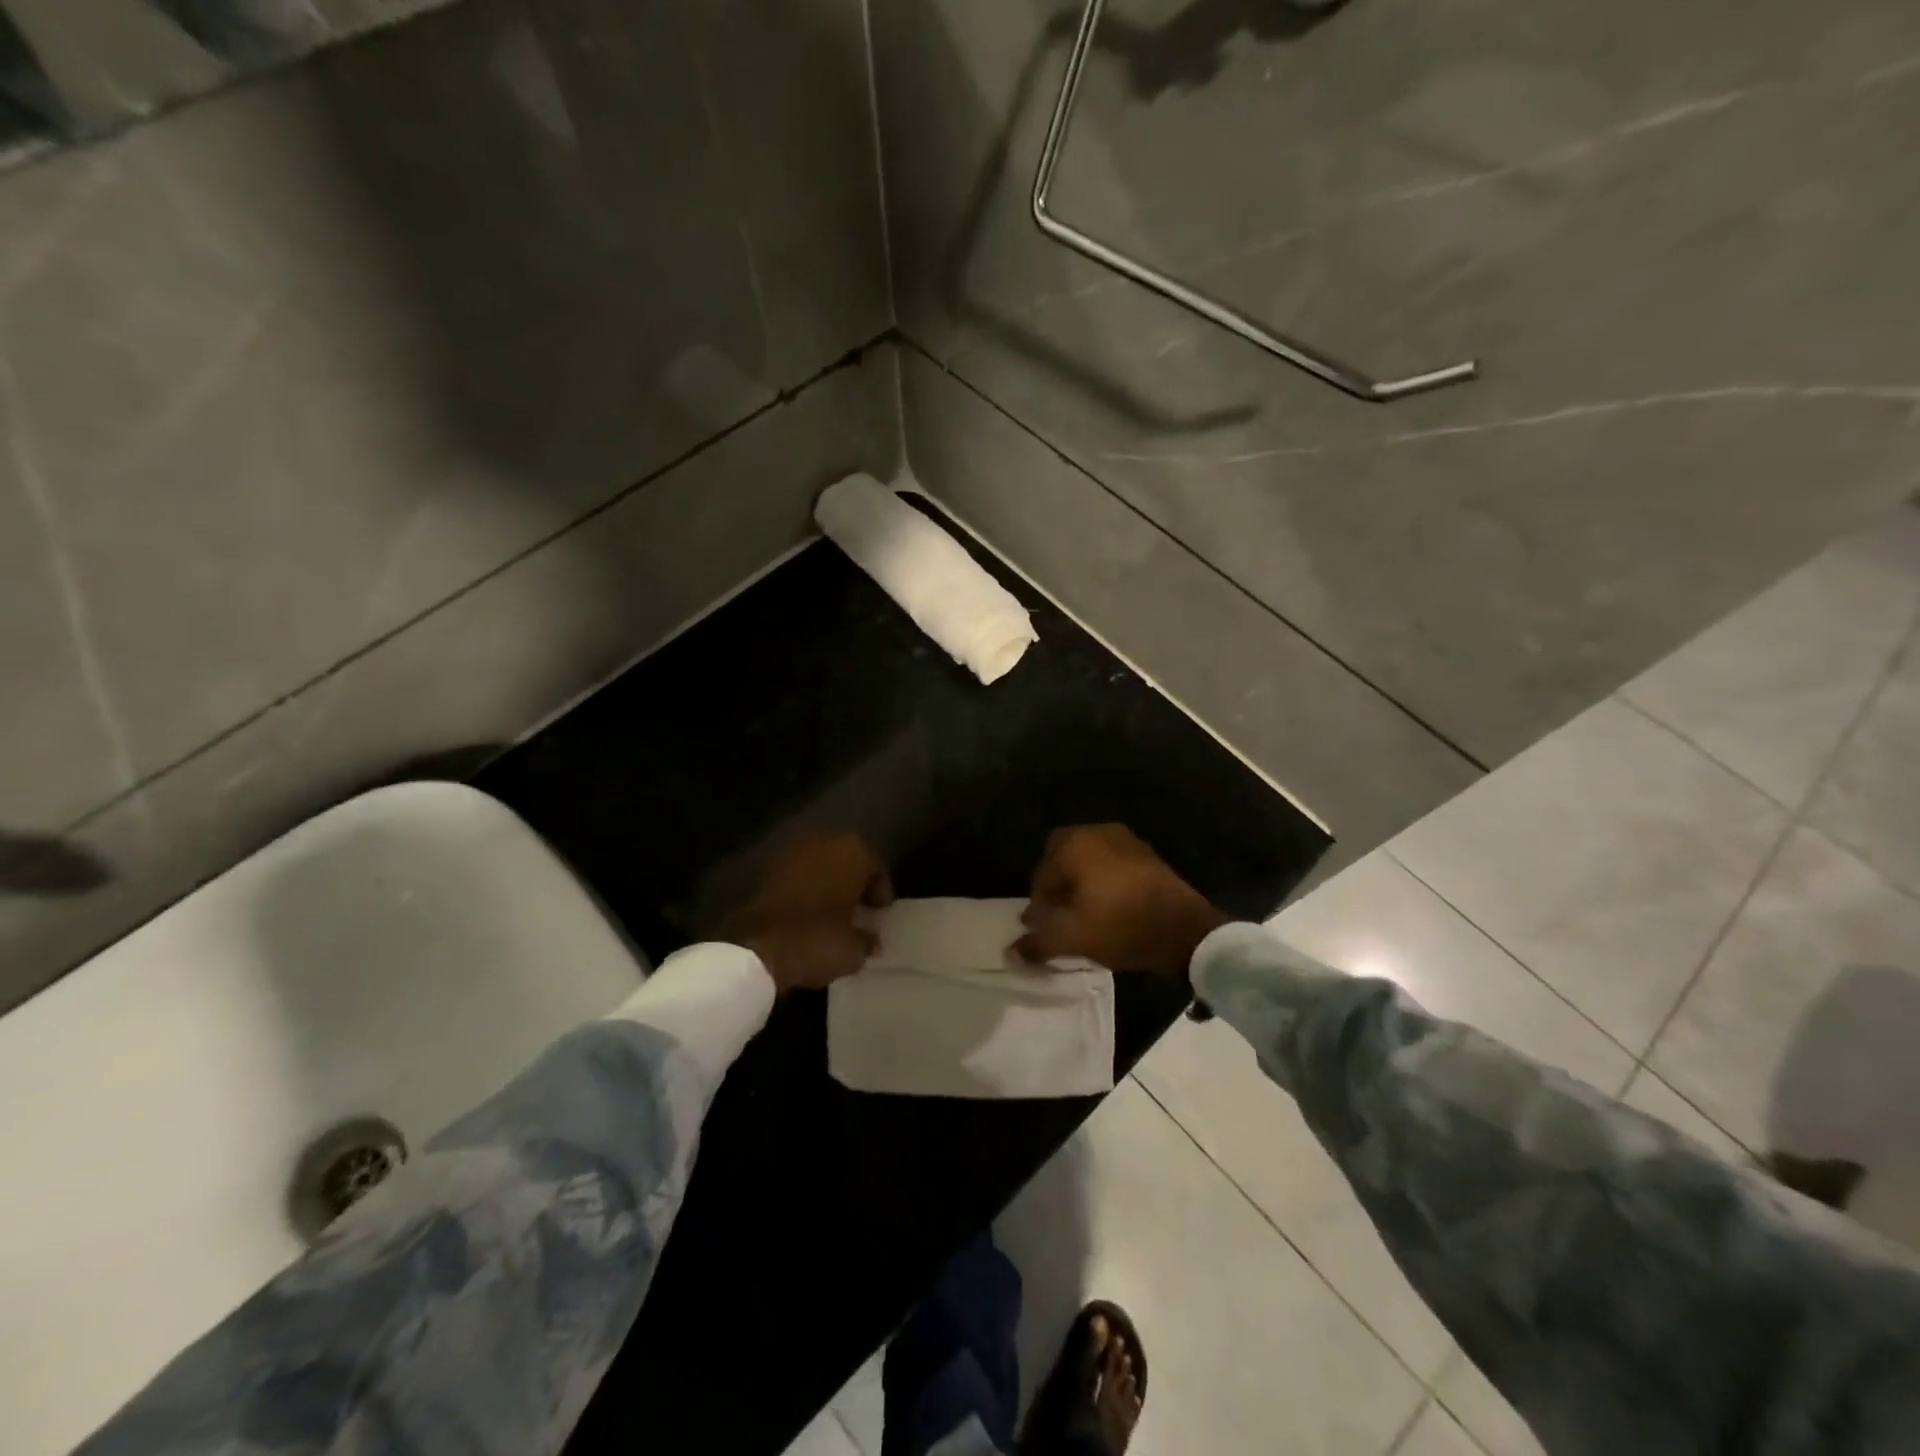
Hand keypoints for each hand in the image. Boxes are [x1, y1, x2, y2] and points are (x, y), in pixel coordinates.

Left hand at [719, 832, 892, 991]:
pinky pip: (796, 877)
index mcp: (852, 852)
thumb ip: (867, 940)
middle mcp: (823, 842)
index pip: (876, 869)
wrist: (753, 947)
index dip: (880, 893)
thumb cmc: (815, 940)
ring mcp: (790, 852)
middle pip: (847, 861)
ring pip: (819, 866)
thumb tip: (869, 939)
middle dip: (853, 884)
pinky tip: (805, 914)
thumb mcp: (853, 951)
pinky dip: (803, 891)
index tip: (880, 914)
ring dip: (827, 885)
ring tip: (831, 914)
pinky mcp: (764, 869)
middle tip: (858, 910)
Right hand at [1013, 824, 1225, 976]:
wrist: (1186, 930)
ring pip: (1088, 857)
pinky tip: (1110, 907)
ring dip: (1080, 880)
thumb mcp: (1073, 939)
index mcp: (1075, 844)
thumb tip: (1013, 950)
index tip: (1043, 928)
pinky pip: (1111, 862)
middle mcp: (1097, 832)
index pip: (1041, 874)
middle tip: (1060, 914)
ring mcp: (1125, 839)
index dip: (1038, 904)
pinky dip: (1103, 879)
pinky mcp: (1146, 854)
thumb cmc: (1122, 926)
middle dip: (1056, 883)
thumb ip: (1038, 942)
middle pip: (1061, 856)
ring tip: (1084, 913)